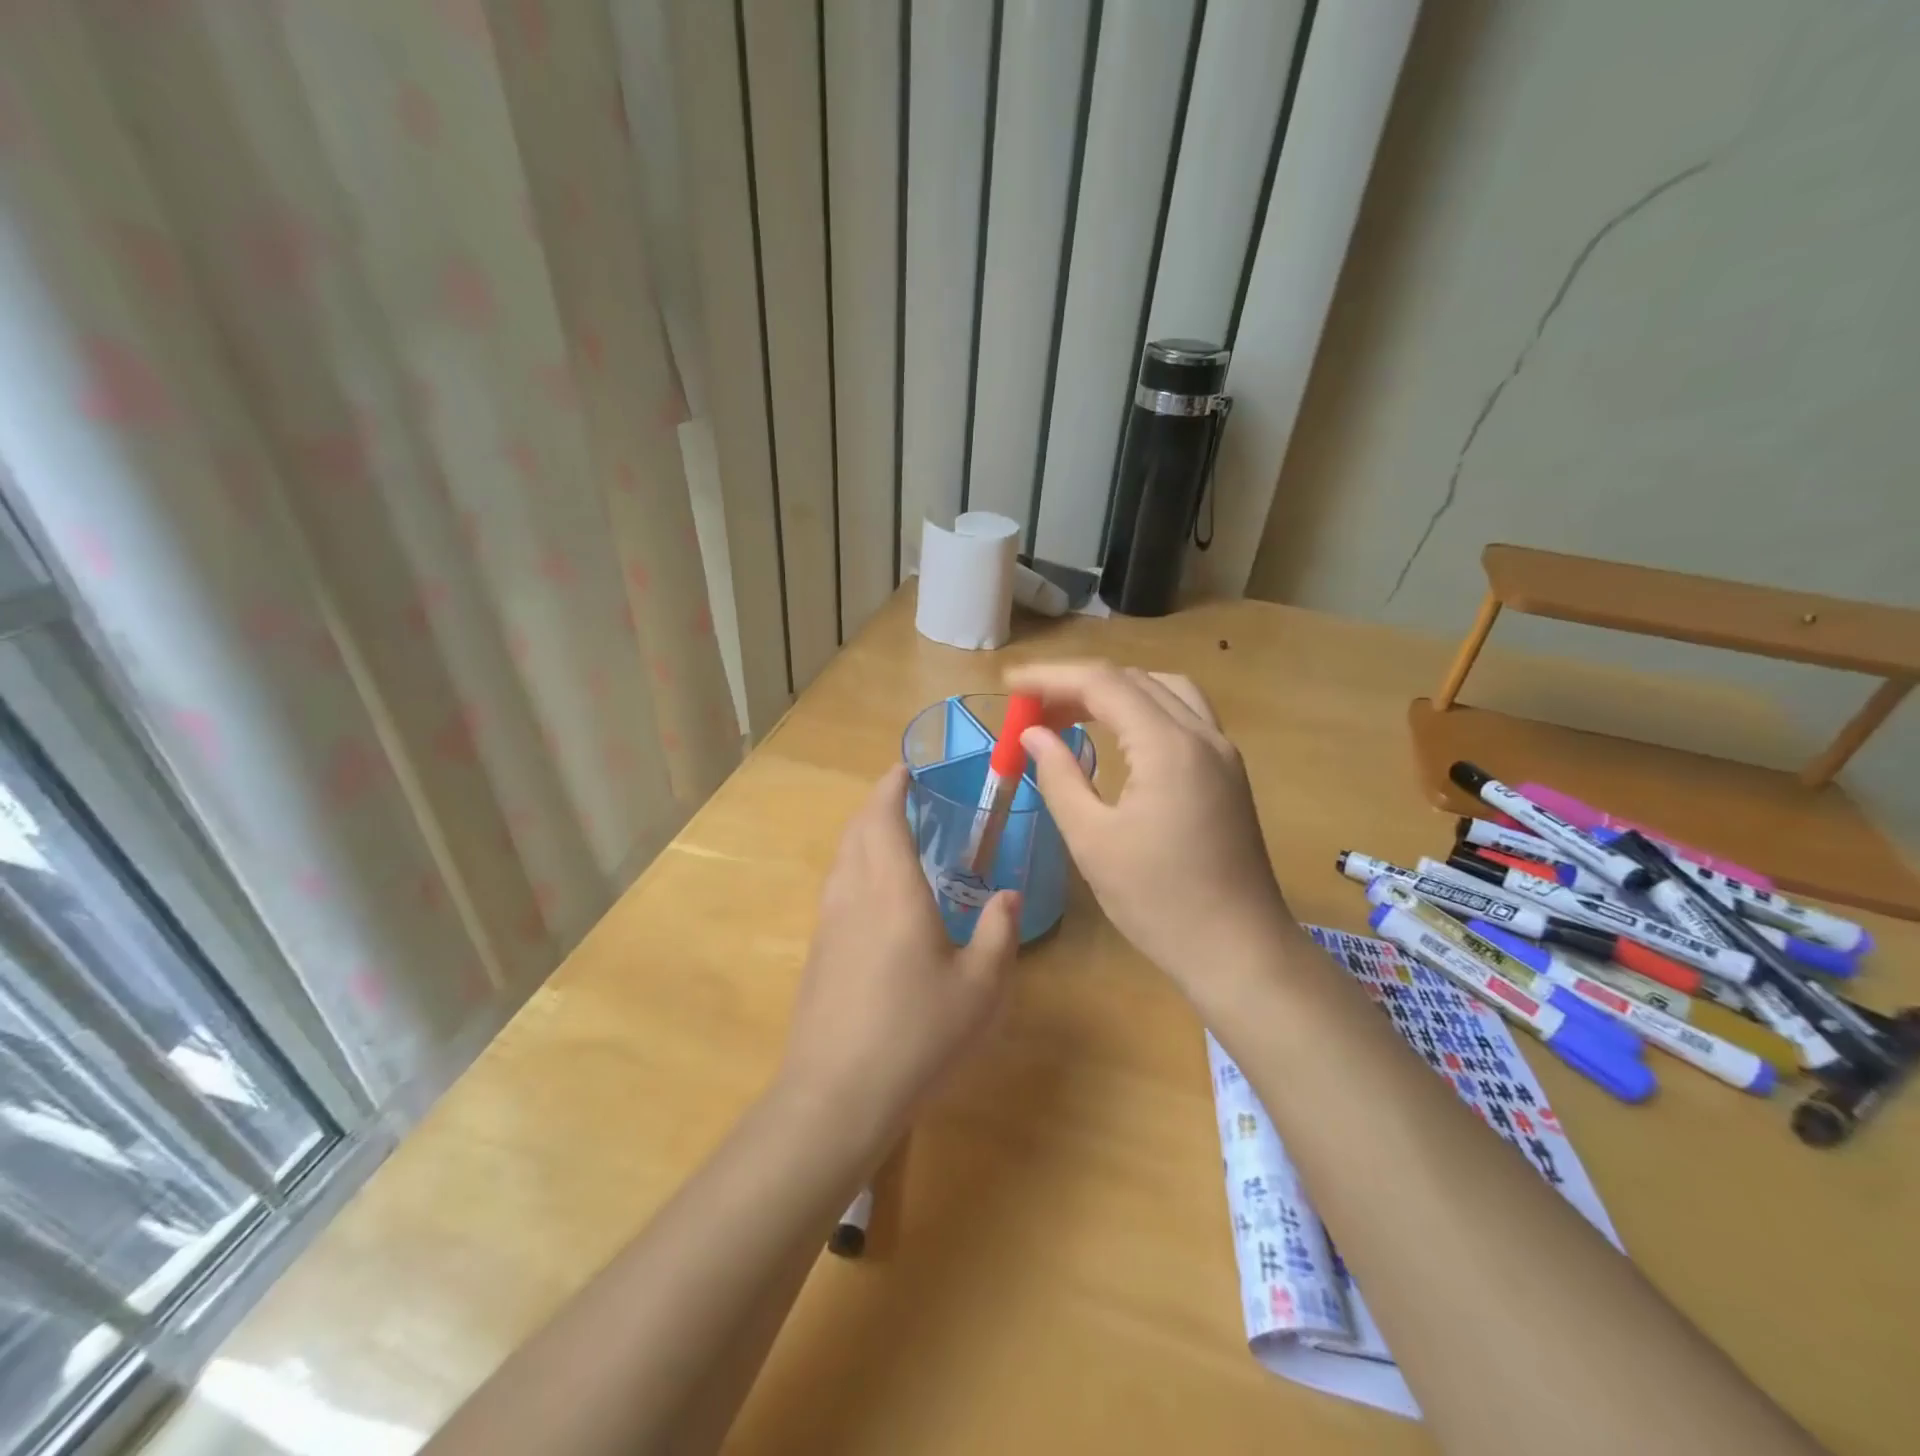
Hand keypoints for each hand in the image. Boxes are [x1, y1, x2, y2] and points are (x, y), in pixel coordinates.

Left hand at [777, 765, 1022, 1144]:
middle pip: (856, 830)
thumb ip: (999, 933)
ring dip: (863, 835)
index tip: (906, 769)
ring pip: (841, 858)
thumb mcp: (981, 987)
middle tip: (905, 797)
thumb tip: (1008, 895)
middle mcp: (853, 894)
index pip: (883, 817)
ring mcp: (828, 923)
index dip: (892, 787)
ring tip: (892, 838)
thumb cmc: (917, 1034)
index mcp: (892, 890)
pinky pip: (836, 887)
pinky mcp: (817, 952)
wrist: (836, 1095)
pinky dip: (854, 867)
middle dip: (877, 805)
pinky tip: (875, 897)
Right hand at [1005, 662, 1297, 1002]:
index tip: (1008, 684)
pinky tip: (1117, 737)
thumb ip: (1059, 776)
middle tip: (1031, 708)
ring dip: (1113, 692)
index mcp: (1168, 746)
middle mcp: (1202, 734)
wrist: (1238, 950)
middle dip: (1077, 685)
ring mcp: (1222, 752)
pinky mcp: (1228, 773)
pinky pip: (1182, 716)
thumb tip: (1033, 733)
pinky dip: (1142, 710)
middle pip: (1133, 680)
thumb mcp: (1092, 840)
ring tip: (1069, 714)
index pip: (1102, 683)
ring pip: (1163, 691)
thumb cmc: (1158, 901)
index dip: (1050, 677)